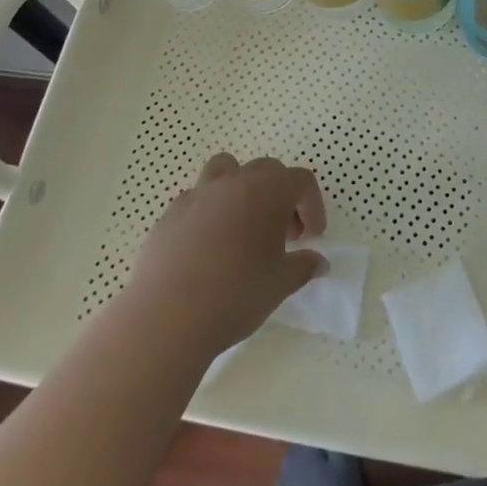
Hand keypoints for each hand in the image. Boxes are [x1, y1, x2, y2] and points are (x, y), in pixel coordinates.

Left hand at [126, 153, 327, 354]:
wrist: (168, 315)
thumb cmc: (236, 295)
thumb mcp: (281, 284)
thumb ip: (304, 266)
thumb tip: (318, 261)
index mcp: (268, 191)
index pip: (301, 181)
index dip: (312, 205)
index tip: (311, 237)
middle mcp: (234, 182)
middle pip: (267, 170)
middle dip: (281, 196)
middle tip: (282, 235)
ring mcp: (199, 193)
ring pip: (226, 170)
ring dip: (241, 189)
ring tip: (242, 225)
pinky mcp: (171, 212)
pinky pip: (197, 198)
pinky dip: (209, 211)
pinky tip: (208, 246)